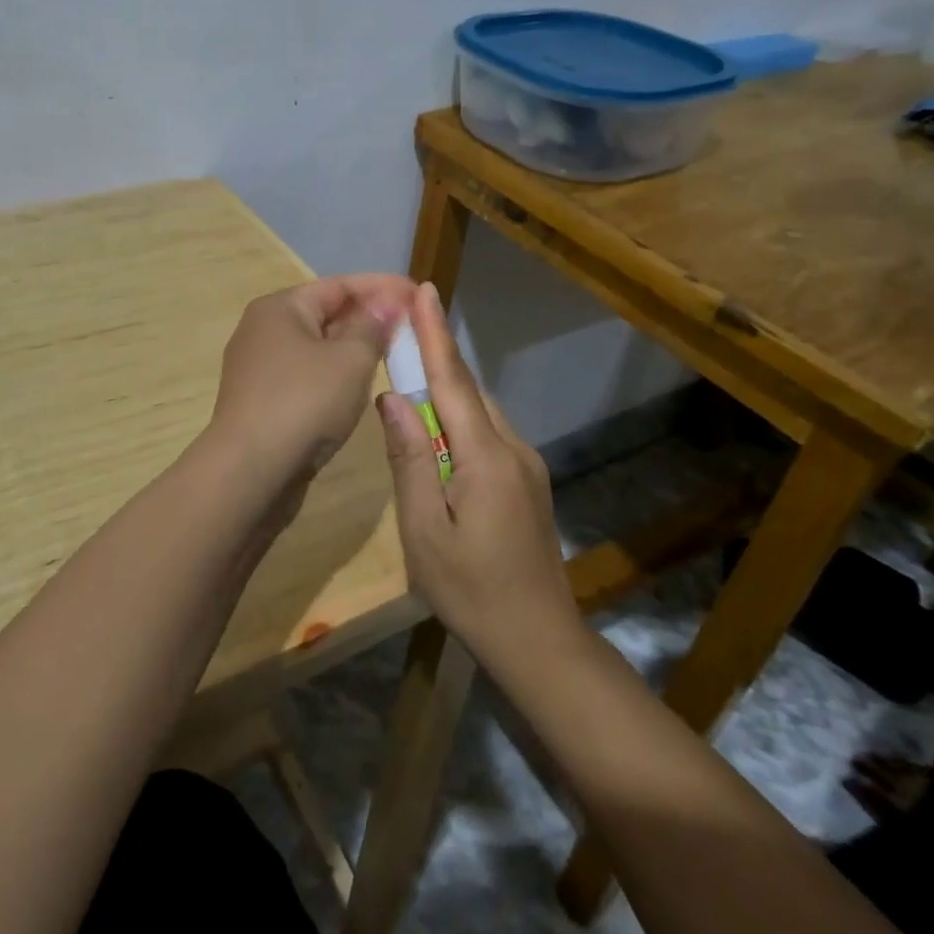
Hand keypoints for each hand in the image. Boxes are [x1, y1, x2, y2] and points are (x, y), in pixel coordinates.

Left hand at [206, 274, 414, 497]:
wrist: (249, 472)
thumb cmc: (304, 403)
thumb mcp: (350, 360)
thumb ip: (372, 327)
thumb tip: (384, 304)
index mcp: (280, 307)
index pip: (340, 285)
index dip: (383, 287)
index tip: (418, 293)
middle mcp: (263, 329)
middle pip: (326, 313)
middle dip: (369, 317)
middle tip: (411, 326)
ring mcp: (258, 367)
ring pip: (317, 347)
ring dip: (353, 347)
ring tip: (392, 353)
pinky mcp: (262, 400)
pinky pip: (307, 375)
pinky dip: (335, 374)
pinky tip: (359, 386)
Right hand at [376, 282, 580, 664]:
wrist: (540, 643)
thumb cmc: (471, 591)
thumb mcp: (423, 530)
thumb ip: (408, 459)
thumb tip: (393, 398)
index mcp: (486, 456)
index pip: (453, 380)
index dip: (435, 334)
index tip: (424, 291)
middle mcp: (513, 449)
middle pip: (468, 390)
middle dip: (437, 353)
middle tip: (403, 325)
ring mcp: (526, 466)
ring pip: (480, 412)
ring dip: (447, 386)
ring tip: (413, 368)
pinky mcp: (527, 484)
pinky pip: (488, 434)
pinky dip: (460, 416)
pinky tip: (439, 427)